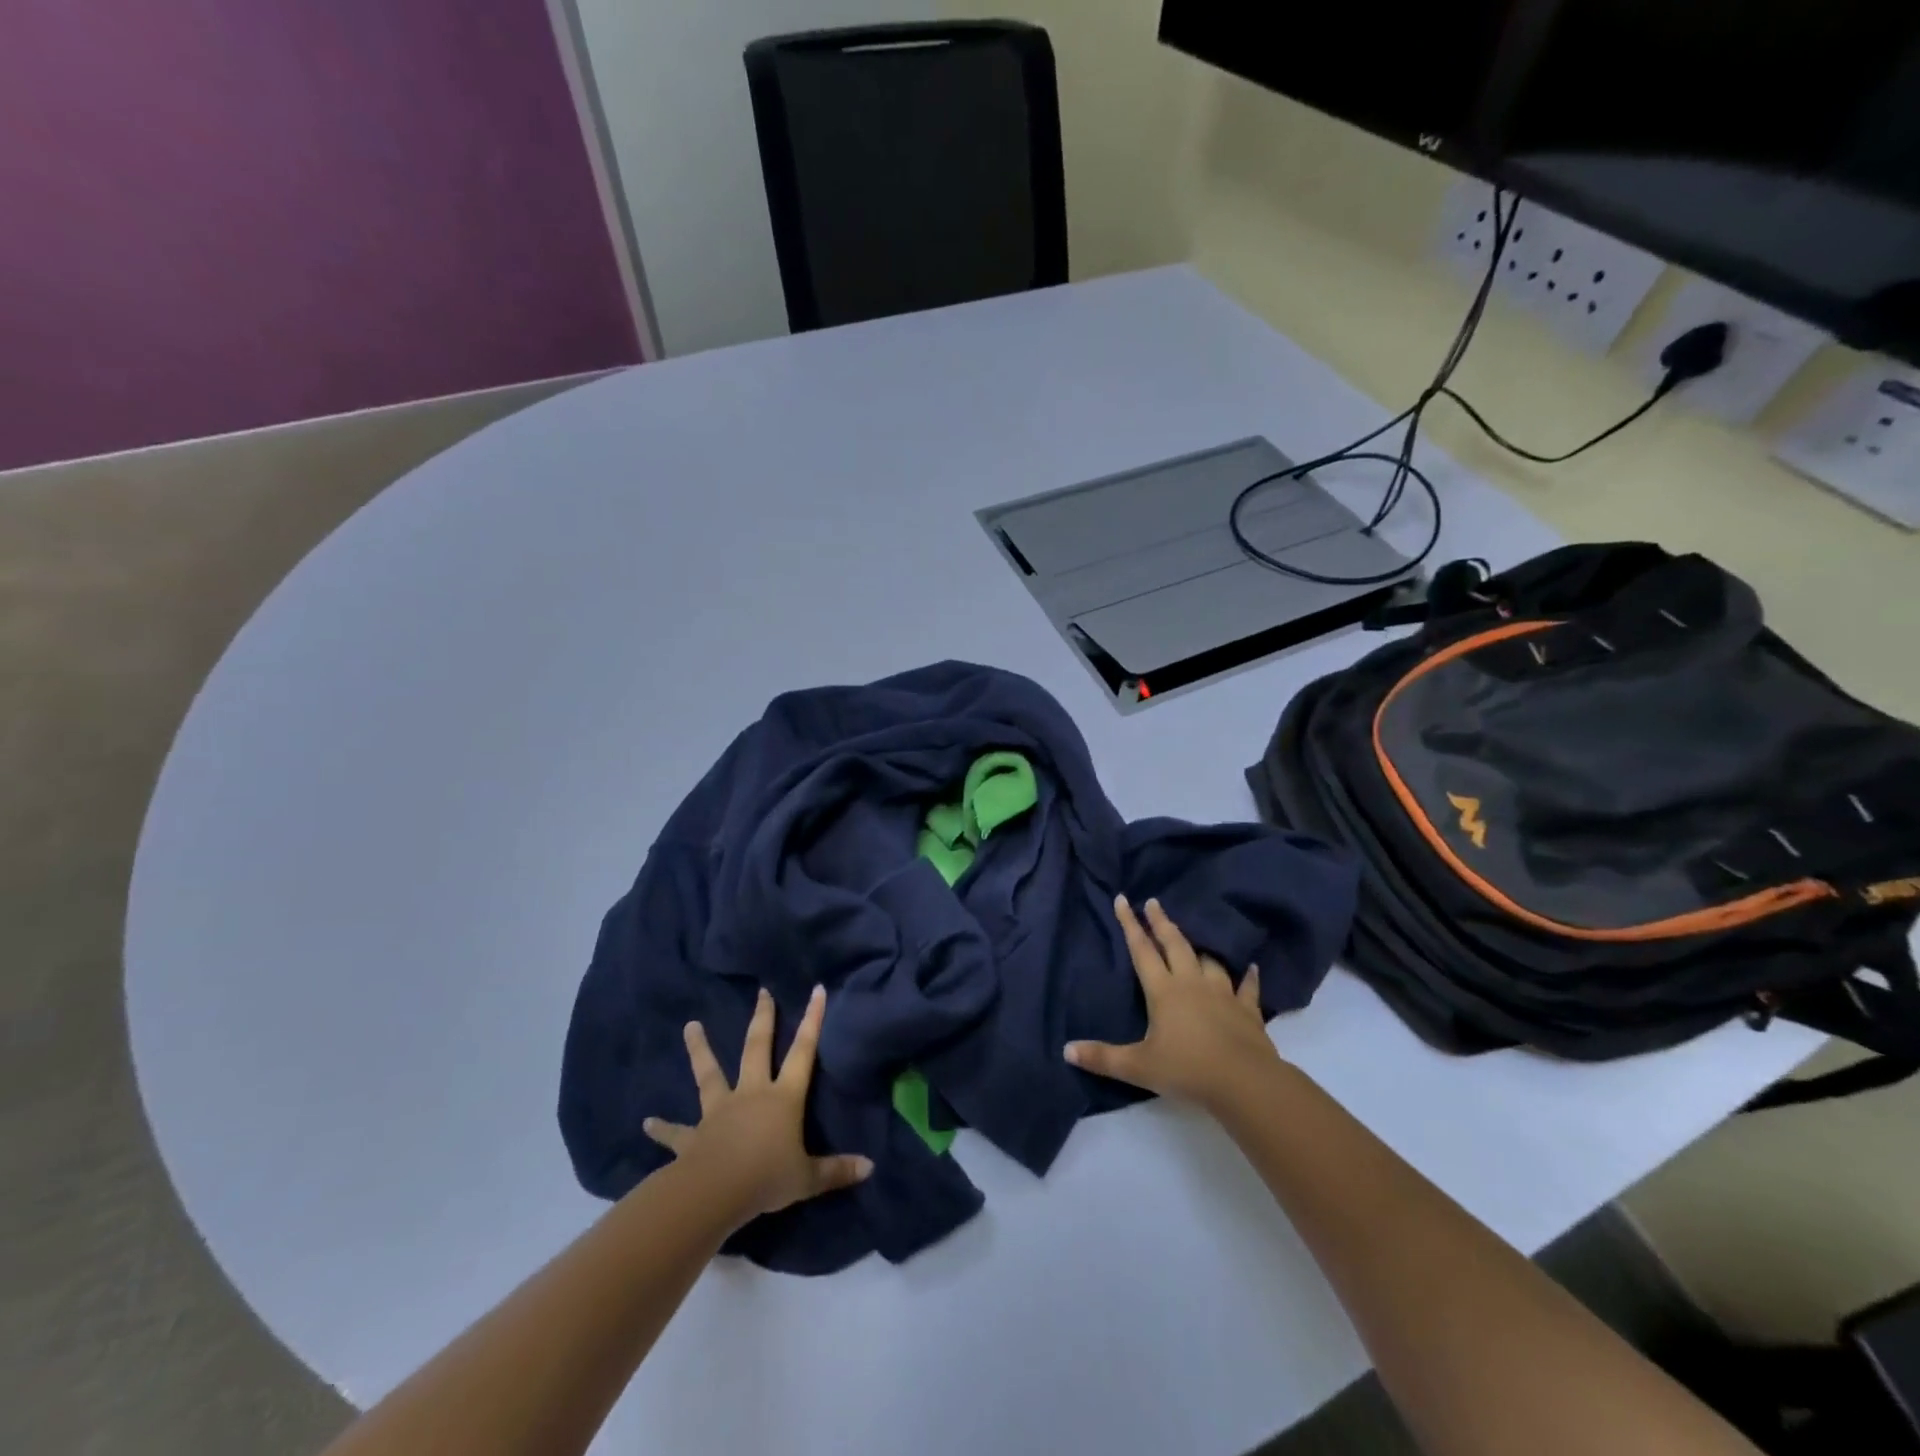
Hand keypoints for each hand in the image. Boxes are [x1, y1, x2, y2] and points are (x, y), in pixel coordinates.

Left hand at [644, 986, 872, 1223]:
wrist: (715, 1193)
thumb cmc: (766, 1178)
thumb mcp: (808, 1177)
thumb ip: (837, 1171)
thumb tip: (870, 1167)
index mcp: (782, 1098)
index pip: (803, 1052)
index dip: (812, 1020)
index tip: (816, 989)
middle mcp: (751, 1094)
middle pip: (757, 1048)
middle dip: (762, 1019)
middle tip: (761, 992)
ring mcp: (719, 1111)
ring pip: (710, 1074)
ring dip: (700, 1050)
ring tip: (690, 1026)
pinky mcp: (693, 1136)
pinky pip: (676, 1131)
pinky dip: (663, 1127)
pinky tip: (647, 1122)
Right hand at [1065, 895, 1283, 1114]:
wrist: (1245, 1082)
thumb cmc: (1187, 1070)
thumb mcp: (1138, 1067)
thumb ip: (1103, 1057)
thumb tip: (1067, 1050)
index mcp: (1164, 991)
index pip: (1142, 950)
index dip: (1130, 924)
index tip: (1123, 899)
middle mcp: (1192, 983)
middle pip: (1175, 945)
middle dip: (1161, 922)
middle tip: (1154, 902)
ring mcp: (1222, 994)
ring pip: (1208, 961)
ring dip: (1199, 948)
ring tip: (1194, 939)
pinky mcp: (1247, 1010)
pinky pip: (1246, 987)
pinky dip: (1247, 977)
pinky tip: (1251, 968)